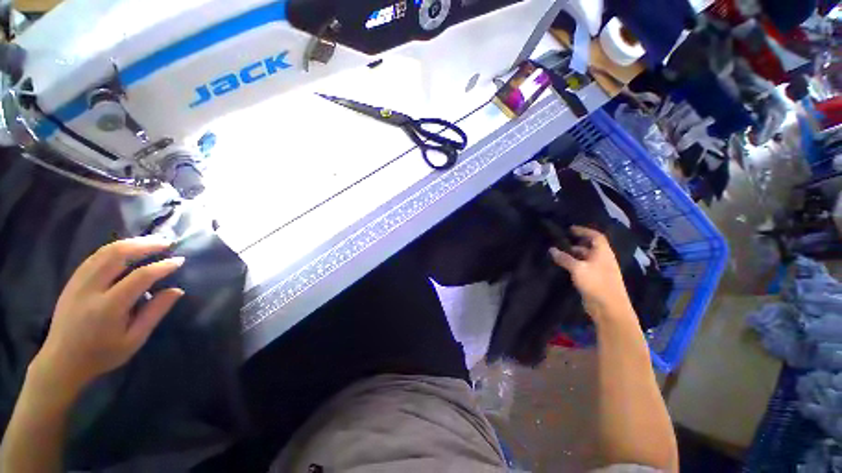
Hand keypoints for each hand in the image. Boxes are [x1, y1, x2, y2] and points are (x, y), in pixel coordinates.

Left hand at [32, 237, 184, 395]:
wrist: (61, 361)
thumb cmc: (102, 354)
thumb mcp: (134, 339)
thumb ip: (154, 313)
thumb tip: (177, 290)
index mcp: (108, 307)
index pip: (140, 277)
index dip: (162, 267)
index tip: (180, 260)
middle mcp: (91, 289)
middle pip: (118, 255)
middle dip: (145, 245)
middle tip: (166, 242)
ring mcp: (78, 282)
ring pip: (105, 252)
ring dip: (130, 243)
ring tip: (151, 241)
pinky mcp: (73, 281)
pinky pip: (95, 256)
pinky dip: (115, 248)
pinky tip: (127, 249)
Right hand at [549, 226, 633, 322]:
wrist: (609, 308)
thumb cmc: (596, 283)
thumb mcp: (578, 268)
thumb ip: (564, 258)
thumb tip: (551, 249)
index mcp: (603, 253)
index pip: (595, 236)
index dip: (584, 231)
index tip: (570, 229)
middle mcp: (603, 259)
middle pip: (590, 247)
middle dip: (576, 244)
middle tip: (560, 243)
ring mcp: (599, 271)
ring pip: (586, 258)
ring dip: (574, 255)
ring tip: (559, 254)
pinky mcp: (595, 281)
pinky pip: (583, 268)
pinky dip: (574, 265)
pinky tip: (564, 267)